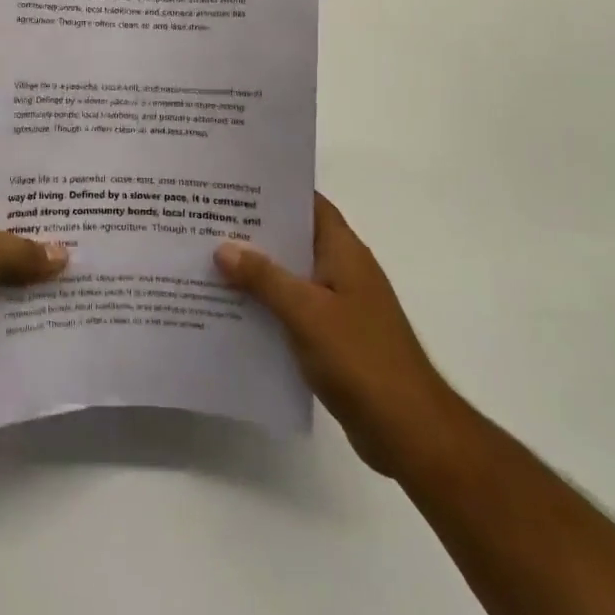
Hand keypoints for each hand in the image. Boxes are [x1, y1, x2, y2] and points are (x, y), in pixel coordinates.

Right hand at [215, 193, 466, 476]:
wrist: (408, 430)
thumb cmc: (361, 358)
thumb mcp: (305, 311)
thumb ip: (264, 277)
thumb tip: (223, 247)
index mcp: (345, 253)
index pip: (310, 205)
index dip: (276, 191)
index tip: (233, 184)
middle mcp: (343, 272)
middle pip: (295, 239)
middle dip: (254, 231)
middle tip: (206, 220)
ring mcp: (339, 306)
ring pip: (289, 276)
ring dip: (255, 271)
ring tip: (207, 259)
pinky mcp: (332, 338)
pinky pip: (291, 309)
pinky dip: (265, 305)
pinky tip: (229, 308)